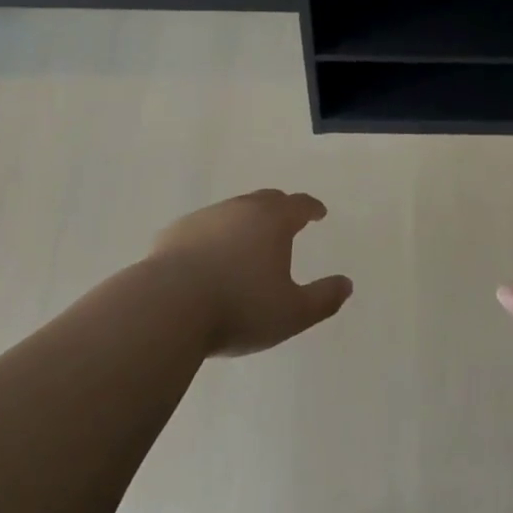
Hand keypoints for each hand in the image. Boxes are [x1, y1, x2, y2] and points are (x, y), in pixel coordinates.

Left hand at [150, 190, 352, 356]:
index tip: (319, 213)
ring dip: (244, 222)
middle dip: (280, 208)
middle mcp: (240, 208)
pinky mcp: (174, 233)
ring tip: (246, 245)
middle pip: (266, 200)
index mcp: (272, 220)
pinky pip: (201, 229)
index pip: (299, 204)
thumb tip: (346, 284)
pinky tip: (207, 259)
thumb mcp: (292, 313)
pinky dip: (212, 238)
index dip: (312, 208)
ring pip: (232, 211)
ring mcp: (204, 218)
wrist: (166, 308)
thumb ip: (323, 299)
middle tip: (287, 222)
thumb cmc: (239, 307)